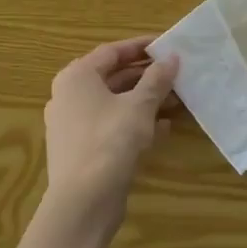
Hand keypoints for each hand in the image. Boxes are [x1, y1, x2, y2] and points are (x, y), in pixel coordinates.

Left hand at [41, 38, 178, 231]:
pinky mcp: (82, 149)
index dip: (141, 46)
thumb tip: (172, 58)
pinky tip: (164, 129)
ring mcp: (73, 125)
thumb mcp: (139, 106)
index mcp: (77, 77)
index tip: (167, 45)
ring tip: (177, 101)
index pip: (112, 51)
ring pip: (114, 104)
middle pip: (112, 77)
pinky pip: (112, 126)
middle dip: (147, 76)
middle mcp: (69, 96)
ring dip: (145, 101)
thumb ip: (157, 79)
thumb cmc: (110, 141)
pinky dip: (135, 123)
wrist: (83, 201)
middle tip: (176, 74)